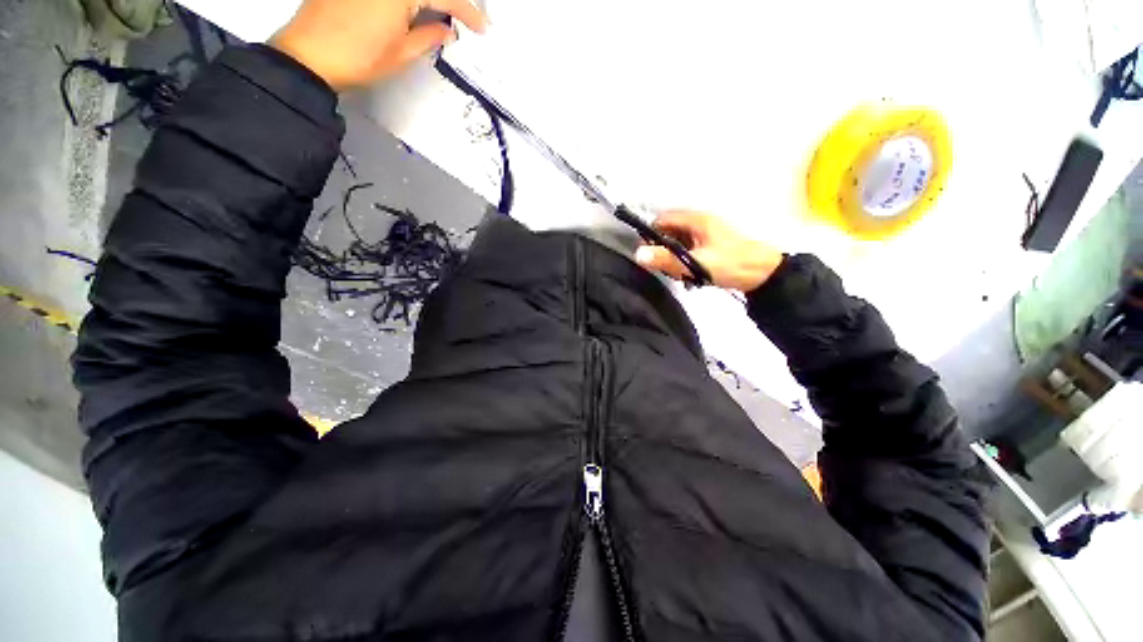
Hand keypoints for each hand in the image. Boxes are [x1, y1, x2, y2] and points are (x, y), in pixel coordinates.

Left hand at [270, 0, 487, 90]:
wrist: (309, 55)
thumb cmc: (357, 57)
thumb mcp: (402, 54)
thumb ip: (430, 38)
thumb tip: (448, 30)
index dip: (467, 12)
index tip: (481, 27)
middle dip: (450, 1)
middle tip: (464, 16)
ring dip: (428, 1)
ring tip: (440, 15)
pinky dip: (410, 0)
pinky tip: (415, 10)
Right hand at [634, 211, 783, 291]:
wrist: (764, 274)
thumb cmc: (730, 264)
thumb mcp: (696, 263)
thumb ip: (667, 260)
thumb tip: (638, 254)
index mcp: (696, 220)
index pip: (663, 220)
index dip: (652, 235)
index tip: (650, 255)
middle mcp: (700, 223)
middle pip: (669, 232)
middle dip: (664, 250)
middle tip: (667, 268)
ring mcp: (706, 234)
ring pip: (679, 242)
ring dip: (675, 258)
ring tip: (681, 274)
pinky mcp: (711, 245)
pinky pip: (689, 250)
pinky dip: (685, 261)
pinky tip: (690, 275)